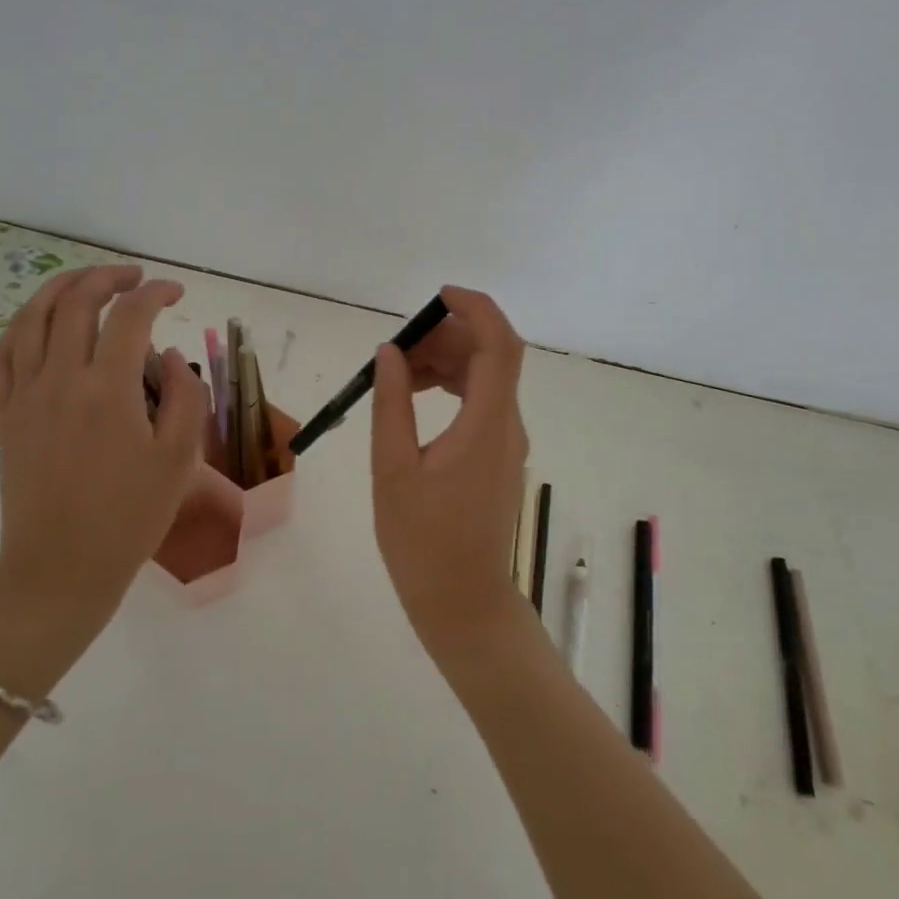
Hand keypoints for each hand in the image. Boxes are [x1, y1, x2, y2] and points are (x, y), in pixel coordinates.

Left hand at [0, 267, 207, 686]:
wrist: (61, 569)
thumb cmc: (130, 517)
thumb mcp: (180, 459)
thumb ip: (184, 396)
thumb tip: (168, 356)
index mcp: (107, 390)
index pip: (130, 316)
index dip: (156, 293)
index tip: (176, 293)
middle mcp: (59, 380)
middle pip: (75, 302)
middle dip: (108, 277)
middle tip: (136, 278)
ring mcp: (23, 395)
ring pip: (32, 317)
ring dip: (62, 288)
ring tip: (89, 282)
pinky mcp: (4, 414)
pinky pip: (3, 353)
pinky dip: (23, 324)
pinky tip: (40, 322)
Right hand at [371, 286, 532, 664]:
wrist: (463, 602)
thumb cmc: (423, 542)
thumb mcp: (394, 469)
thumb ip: (392, 404)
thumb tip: (390, 352)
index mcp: (487, 424)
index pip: (499, 345)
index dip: (476, 309)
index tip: (438, 296)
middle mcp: (507, 425)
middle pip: (492, 356)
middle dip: (448, 337)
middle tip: (399, 348)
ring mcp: (507, 442)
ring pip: (486, 379)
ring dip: (448, 362)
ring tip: (400, 372)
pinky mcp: (498, 457)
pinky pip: (481, 403)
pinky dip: (453, 387)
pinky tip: (417, 398)